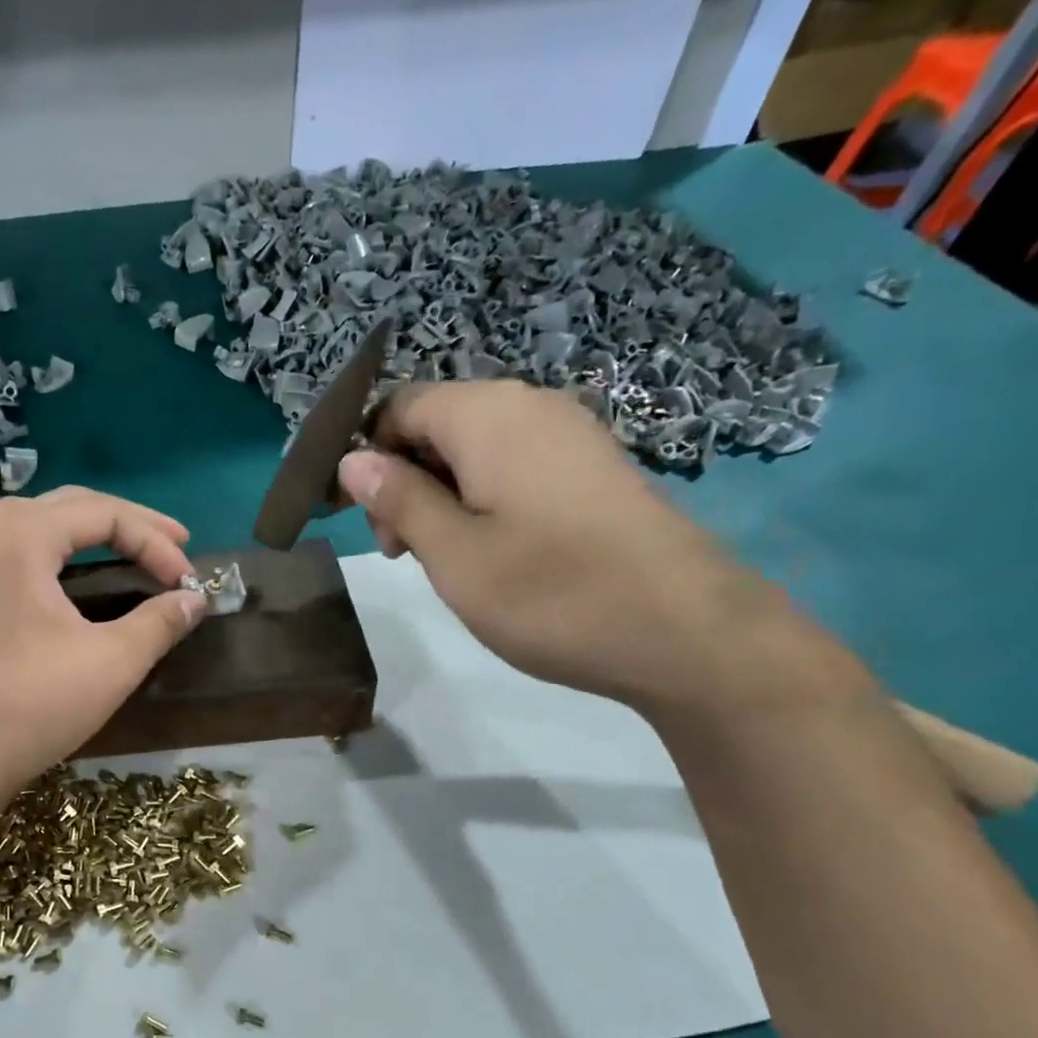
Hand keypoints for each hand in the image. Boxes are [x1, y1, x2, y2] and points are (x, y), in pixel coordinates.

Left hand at [0, 487, 205, 802]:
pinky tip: (83, 577)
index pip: (106, 514)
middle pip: (73, 507)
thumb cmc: (33, 703)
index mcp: (23, 535)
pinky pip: (25, 551)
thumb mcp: (112, 662)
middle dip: (130, 524)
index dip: (156, 542)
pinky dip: (65, 554)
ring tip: (136, 550)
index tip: (188, 580)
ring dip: (95, 533)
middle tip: (175, 545)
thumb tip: (195, 600)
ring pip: (45, 525)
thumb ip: (160, 622)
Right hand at [337, 381, 854, 717]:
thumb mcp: (452, 552)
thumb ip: (398, 498)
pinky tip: (491, 550)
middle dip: (402, 478)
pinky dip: (482, 498)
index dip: (365, 456)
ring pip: (473, 447)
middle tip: (401, 551)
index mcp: (487, 415)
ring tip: (443, 557)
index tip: (356, 517)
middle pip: (436, 423)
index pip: (397, 407)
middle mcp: (529, 406)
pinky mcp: (592, 467)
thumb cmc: (550, 592)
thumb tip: (352, 459)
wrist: (685, 631)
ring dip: (439, 494)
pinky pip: (514, 464)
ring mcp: (568, 435)